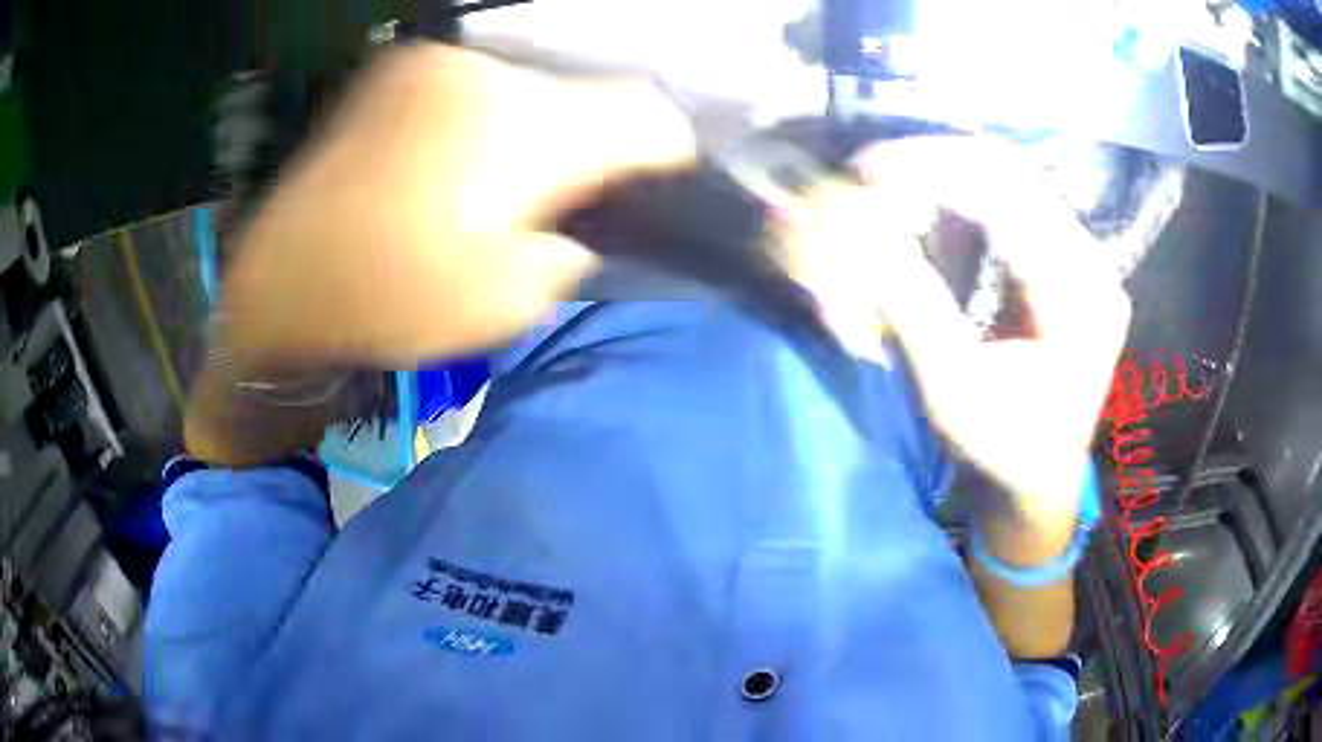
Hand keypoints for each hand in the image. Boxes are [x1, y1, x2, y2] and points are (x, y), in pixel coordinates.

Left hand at [216, 44, 695, 369]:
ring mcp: (438, 65)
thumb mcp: (505, 301)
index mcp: (523, 131)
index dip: (667, 151)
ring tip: (501, 183)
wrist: (280, 285)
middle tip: (563, 198)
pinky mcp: (402, 71)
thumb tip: (578, 217)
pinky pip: (479, 85)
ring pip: (531, 88)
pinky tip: (458, 162)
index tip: (657, 185)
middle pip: (587, 95)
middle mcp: (488, 76)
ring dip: (535, 130)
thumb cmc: (388, 302)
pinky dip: (489, 119)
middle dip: (591, 145)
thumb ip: (571, 244)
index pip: (646, 114)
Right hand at [784, 138, 1130, 548]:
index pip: (1009, 197)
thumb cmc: (1001, 452)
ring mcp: (1086, 260)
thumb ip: (912, 306)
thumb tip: (863, 230)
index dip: (934, 170)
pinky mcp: (1071, 263)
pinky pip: (1016, 205)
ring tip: (893, 184)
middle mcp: (1092, 265)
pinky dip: (965, 196)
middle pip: (1015, 174)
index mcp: (1078, 298)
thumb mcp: (952, 392)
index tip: (867, 171)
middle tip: (872, 172)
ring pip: (1015, 181)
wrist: (1039, 483)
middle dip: (937, 161)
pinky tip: (930, 206)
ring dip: (949, 173)